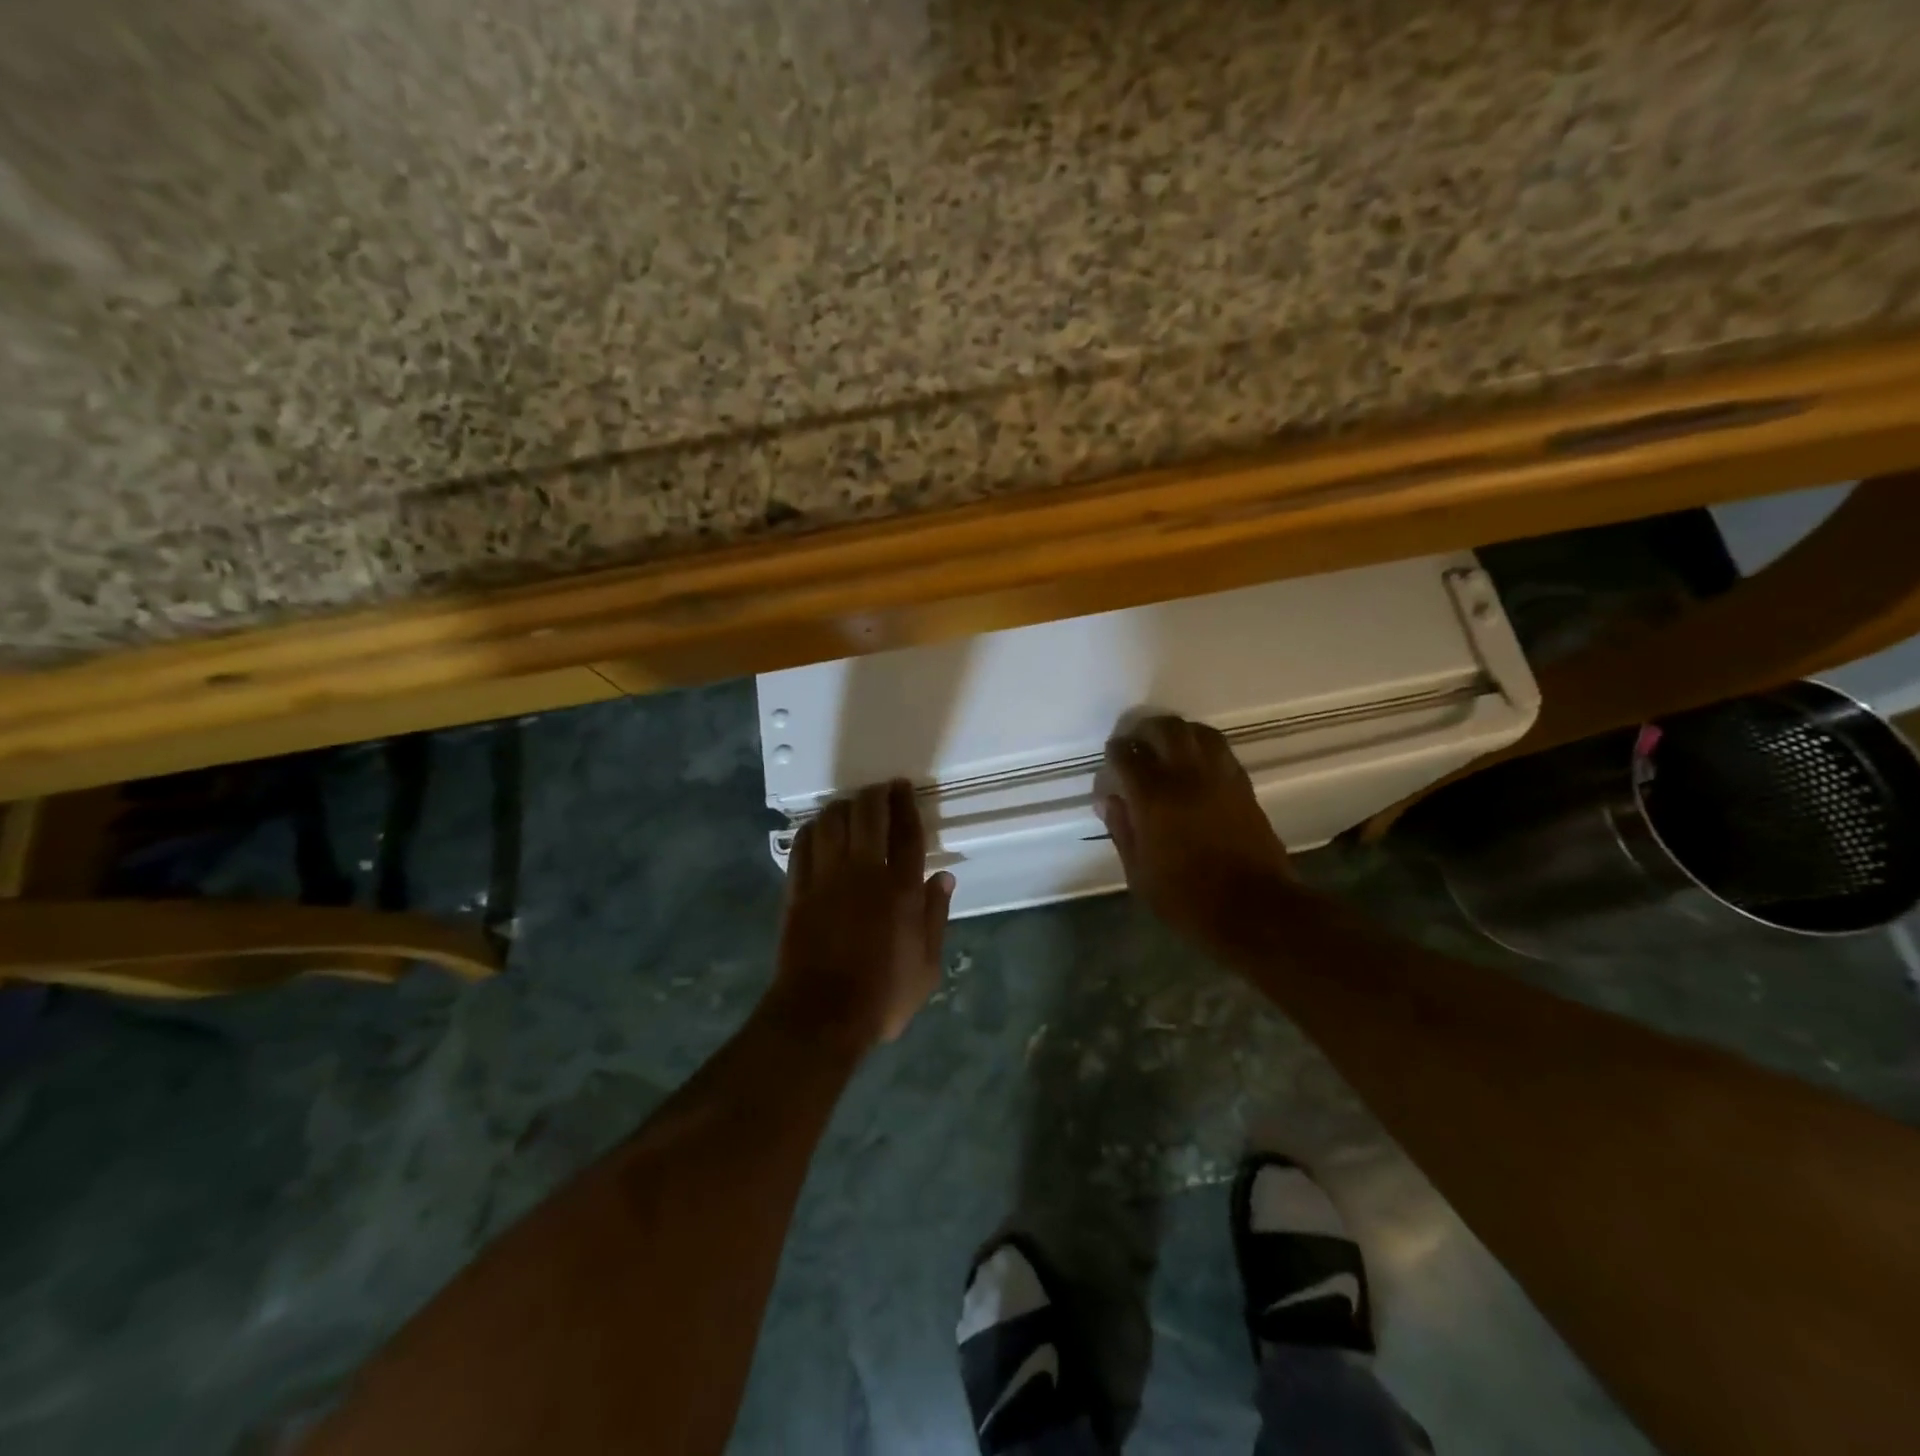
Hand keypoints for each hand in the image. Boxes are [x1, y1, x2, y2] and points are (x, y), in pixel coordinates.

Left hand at [767, 779, 955, 1051]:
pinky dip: (812, 830)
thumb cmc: (883, 996)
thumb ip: (936, 916)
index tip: (903, 788)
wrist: (821, 1016)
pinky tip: (818, 828)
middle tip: (880, 790)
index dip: (906, 804)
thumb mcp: (927, 966)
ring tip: (850, 806)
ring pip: (831, 823)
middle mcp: (863, 873)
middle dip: (875, 795)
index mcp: (901, 890)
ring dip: (843, 807)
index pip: (906, 832)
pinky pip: (802, 846)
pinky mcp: (797, 891)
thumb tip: (944, 877)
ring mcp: (826, 879)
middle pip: (868, 816)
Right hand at [1098, 715, 1293, 950]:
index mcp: (1154, 797)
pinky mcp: (1244, 787)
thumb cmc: (1188, 898)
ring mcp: (1220, 778)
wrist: (1255, 909)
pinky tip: (1196, 764)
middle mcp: (1187, 776)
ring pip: (1199, 732)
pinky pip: (1221, 751)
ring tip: (1167, 746)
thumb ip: (1121, 830)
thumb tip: (1109, 799)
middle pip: (1166, 729)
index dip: (1115, 752)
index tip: (1111, 759)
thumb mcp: (1139, 874)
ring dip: (1179, 732)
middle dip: (1146, 729)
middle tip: (1136, 742)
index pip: (1127, 756)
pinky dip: (1204, 747)